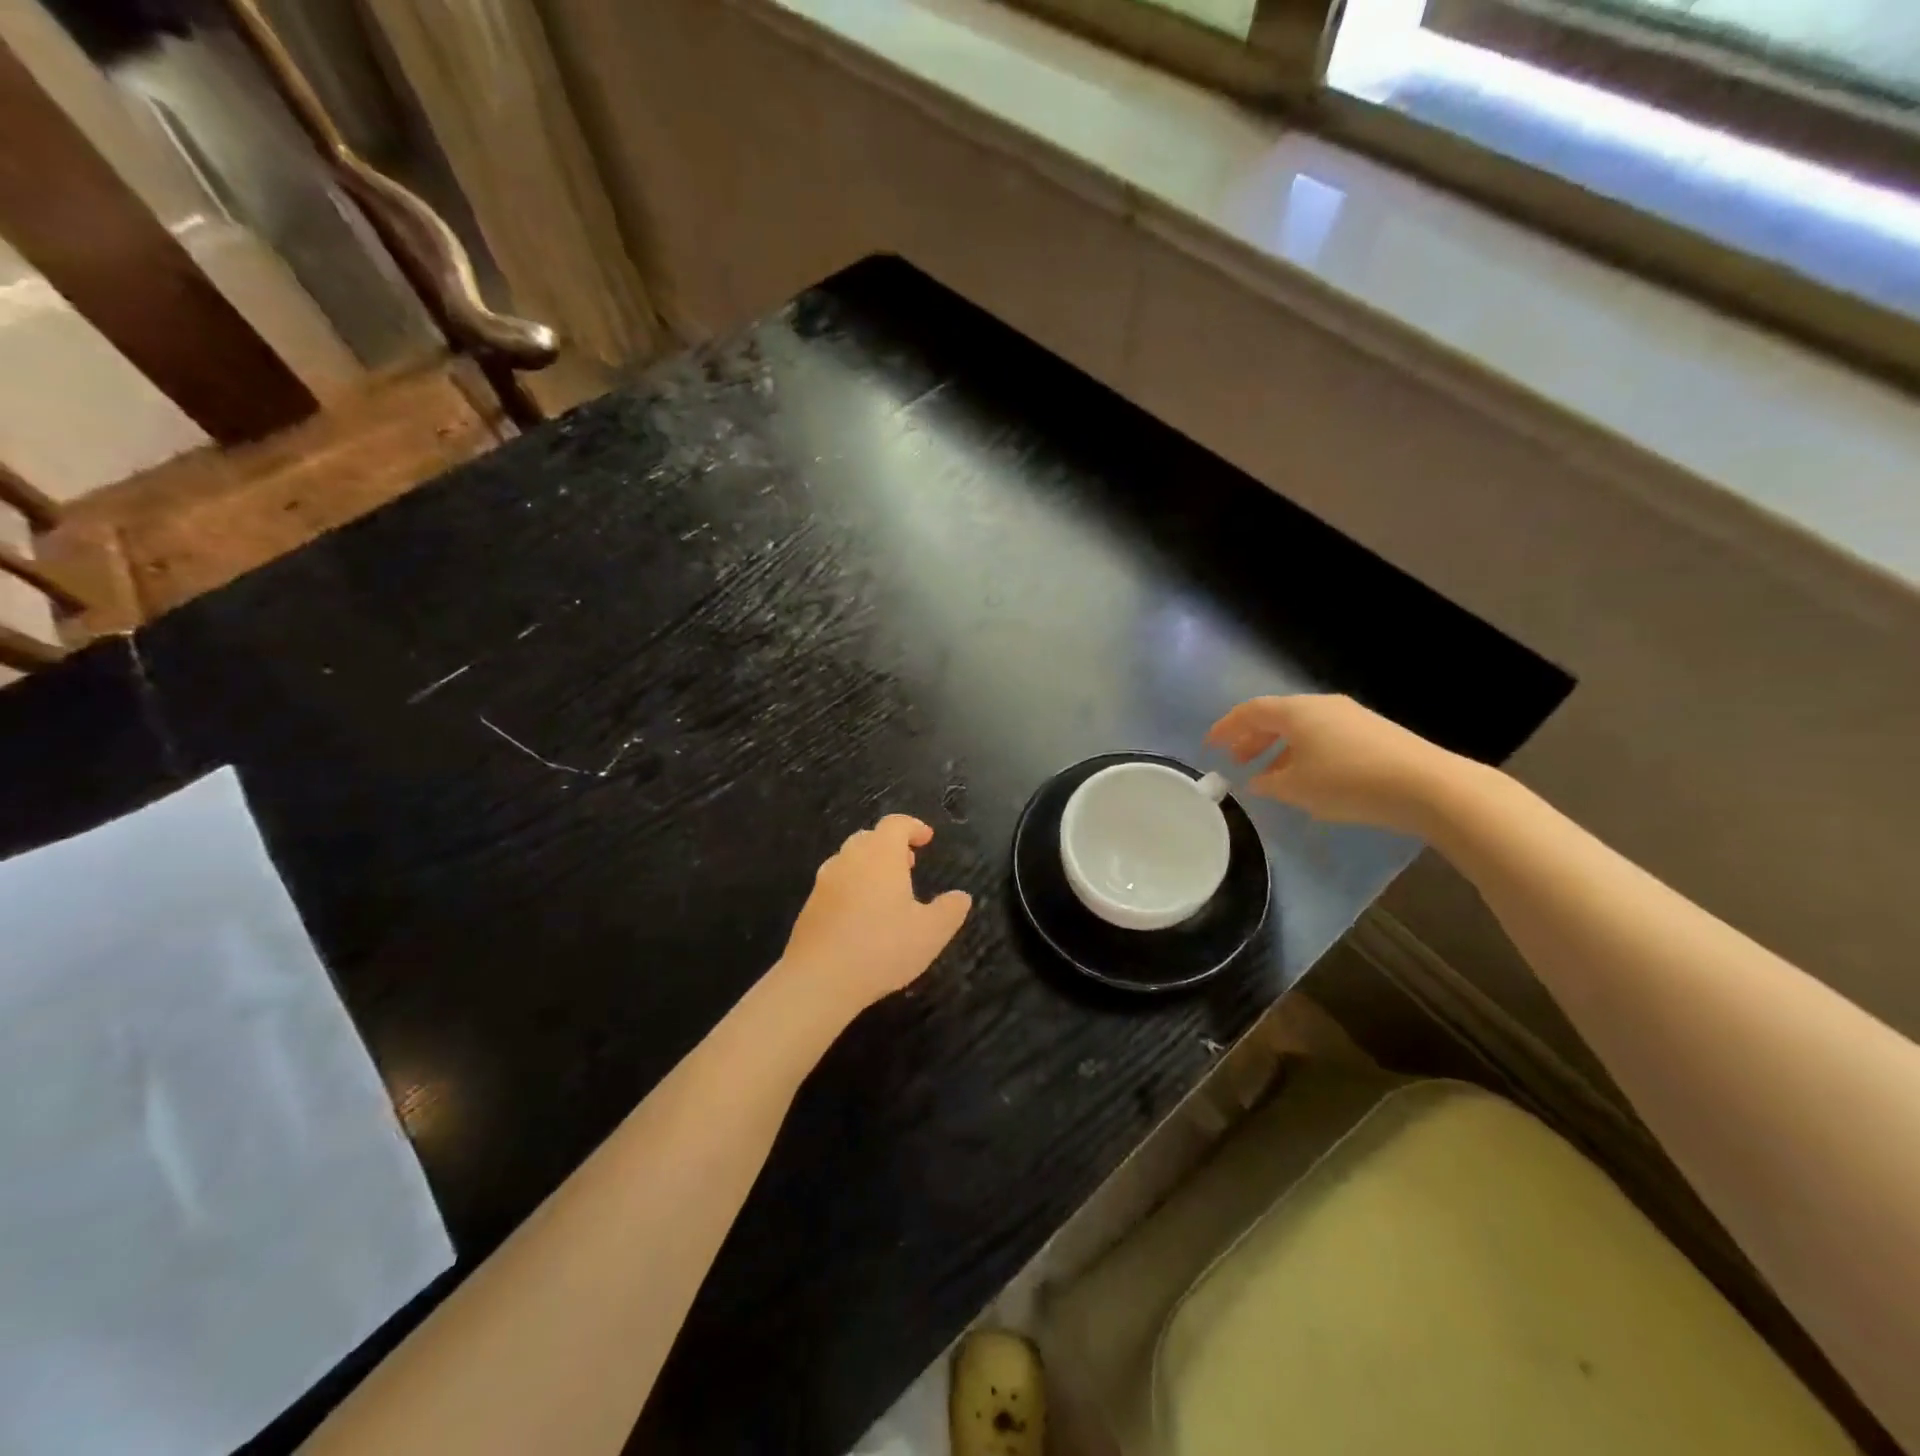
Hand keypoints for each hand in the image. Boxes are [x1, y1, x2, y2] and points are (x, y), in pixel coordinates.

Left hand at [779, 814, 971, 1011]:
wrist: (819, 979)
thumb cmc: (882, 948)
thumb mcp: (931, 933)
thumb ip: (949, 910)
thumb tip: (961, 897)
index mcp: (880, 855)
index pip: (895, 824)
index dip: (913, 827)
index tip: (927, 838)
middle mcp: (849, 860)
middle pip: (869, 838)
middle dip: (890, 845)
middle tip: (909, 864)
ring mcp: (824, 882)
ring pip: (848, 860)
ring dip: (869, 866)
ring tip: (886, 891)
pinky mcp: (810, 906)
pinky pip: (835, 885)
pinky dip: (852, 888)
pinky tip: (862, 917)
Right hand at [1205, 694, 1465, 834]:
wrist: (1427, 786)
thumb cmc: (1349, 782)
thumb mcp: (1298, 788)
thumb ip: (1270, 783)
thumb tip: (1257, 780)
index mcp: (1297, 711)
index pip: (1251, 711)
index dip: (1226, 727)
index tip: (1210, 745)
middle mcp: (1322, 706)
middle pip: (1276, 716)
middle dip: (1252, 738)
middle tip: (1237, 761)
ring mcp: (1351, 717)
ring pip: (1301, 727)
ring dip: (1278, 748)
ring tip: (1269, 775)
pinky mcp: (1372, 733)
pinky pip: (1324, 737)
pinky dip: (1303, 752)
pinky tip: (1307, 778)